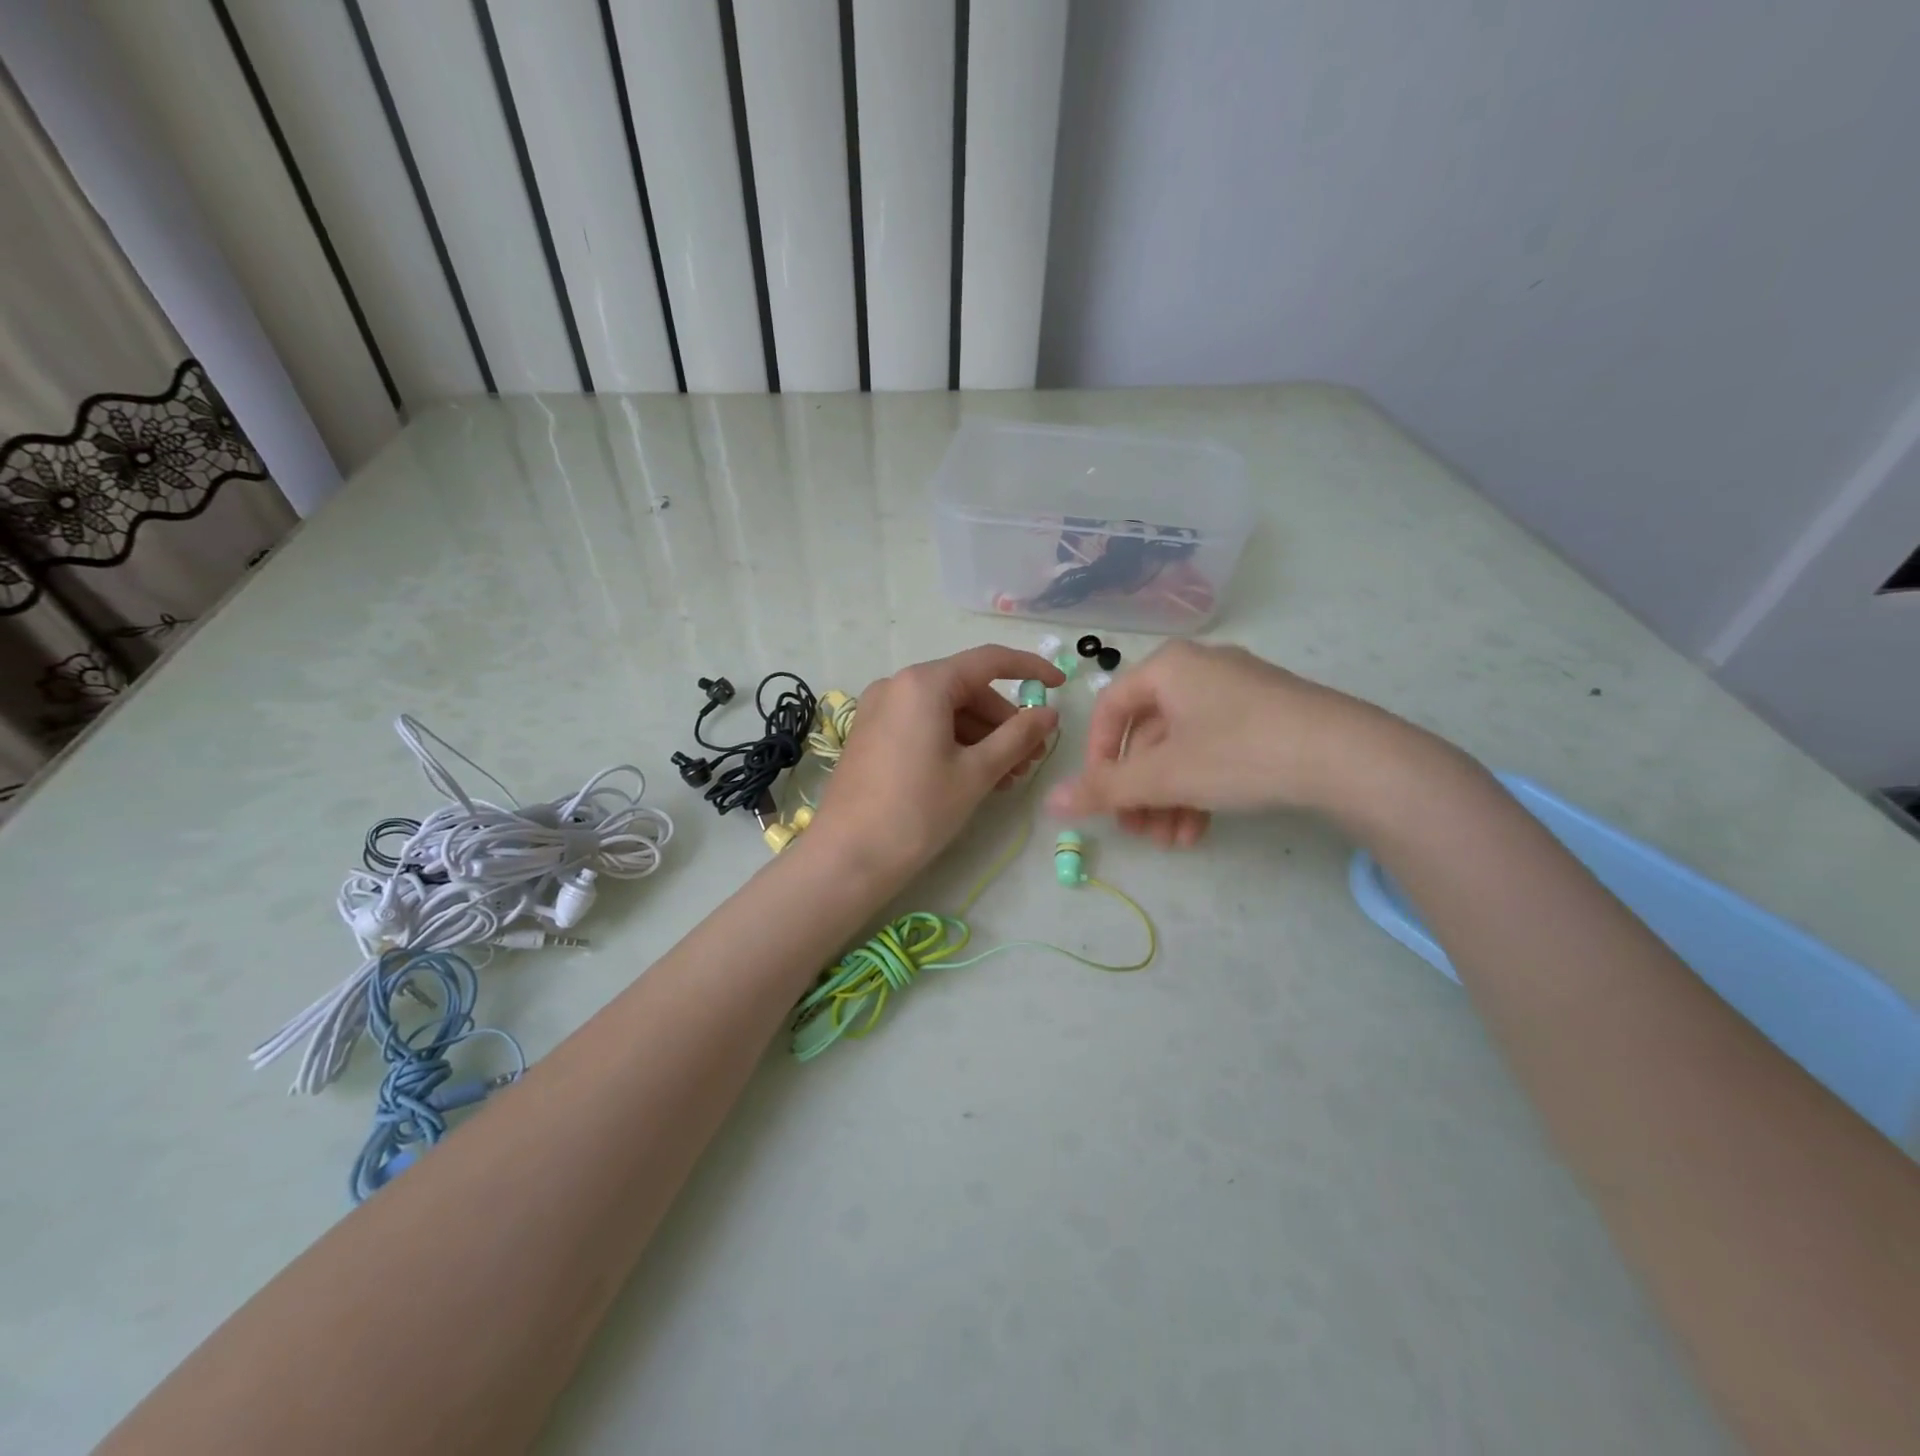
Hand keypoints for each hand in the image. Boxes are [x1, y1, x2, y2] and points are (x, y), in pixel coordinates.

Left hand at [808, 645, 1062, 884]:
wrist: (848, 856)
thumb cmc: (917, 810)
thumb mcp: (976, 772)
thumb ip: (1018, 736)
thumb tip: (1049, 713)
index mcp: (924, 683)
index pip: (989, 661)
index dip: (1030, 669)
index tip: (1060, 685)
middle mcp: (897, 685)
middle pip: (967, 689)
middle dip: (1005, 721)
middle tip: (1032, 758)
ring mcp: (880, 709)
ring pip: (946, 711)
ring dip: (982, 737)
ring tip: (1008, 777)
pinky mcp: (872, 734)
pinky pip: (923, 725)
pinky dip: (954, 743)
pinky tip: (974, 776)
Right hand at [1046, 640, 1396, 843]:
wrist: (1347, 757)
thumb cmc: (1238, 752)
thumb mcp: (1164, 775)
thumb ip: (1105, 789)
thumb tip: (1050, 803)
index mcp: (1167, 668)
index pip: (1110, 711)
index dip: (1098, 759)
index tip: (1101, 800)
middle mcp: (1198, 670)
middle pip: (1148, 736)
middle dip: (1140, 791)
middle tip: (1138, 833)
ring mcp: (1236, 692)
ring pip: (1182, 748)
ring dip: (1169, 799)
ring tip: (1173, 842)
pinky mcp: (1266, 715)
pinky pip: (1214, 749)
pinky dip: (1200, 788)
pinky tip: (1200, 830)